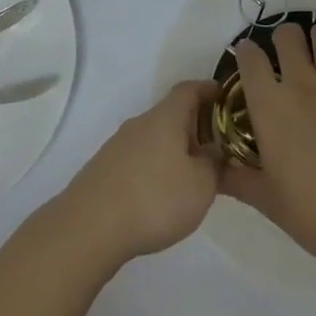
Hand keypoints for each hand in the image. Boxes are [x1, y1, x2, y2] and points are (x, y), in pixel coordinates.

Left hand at [54, 81, 222, 267]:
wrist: (90, 226)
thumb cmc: (155, 198)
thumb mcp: (201, 185)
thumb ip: (214, 164)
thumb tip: (215, 151)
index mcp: (166, 117)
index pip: (189, 89)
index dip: (209, 90)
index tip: (225, 97)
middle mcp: (140, 123)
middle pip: (171, 114)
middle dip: (195, 125)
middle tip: (217, 146)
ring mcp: (118, 145)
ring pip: (154, 137)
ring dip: (174, 148)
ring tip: (191, 174)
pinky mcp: (105, 168)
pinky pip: (139, 158)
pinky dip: (155, 166)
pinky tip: (160, 193)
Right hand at [223, 15, 315, 267]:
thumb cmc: (312, 214)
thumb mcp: (264, 199)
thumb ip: (235, 178)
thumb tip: (212, 171)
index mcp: (270, 105)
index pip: (249, 58)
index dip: (246, 53)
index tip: (248, 60)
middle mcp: (302, 84)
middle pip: (287, 36)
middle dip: (283, 39)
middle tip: (286, 56)